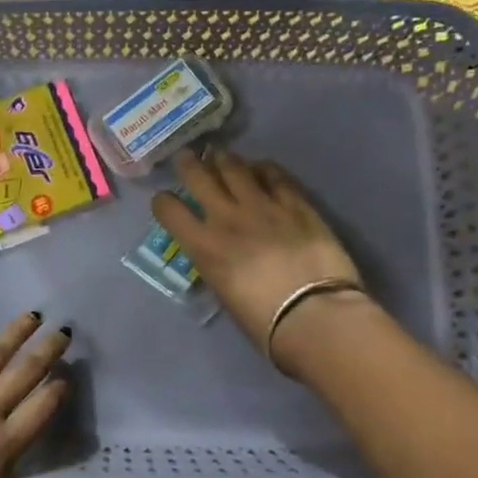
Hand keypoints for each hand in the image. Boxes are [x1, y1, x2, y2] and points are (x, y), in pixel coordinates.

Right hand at [152, 150, 368, 371]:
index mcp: (203, 246)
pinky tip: (261, 168)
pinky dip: (264, 168)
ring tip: (221, 156)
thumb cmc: (264, 321)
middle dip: (188, 164)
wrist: (314, 315)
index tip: (166, 201)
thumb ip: (215, 263)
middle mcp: (226, 217)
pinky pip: (275, 175)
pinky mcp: (295, 203)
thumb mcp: (223, 292)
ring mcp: (262, 206)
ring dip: (224, 160)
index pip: (169, 210)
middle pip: (198, 176)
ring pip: (235, 167)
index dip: (163, 202)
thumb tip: (219, 251)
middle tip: (187, 157)